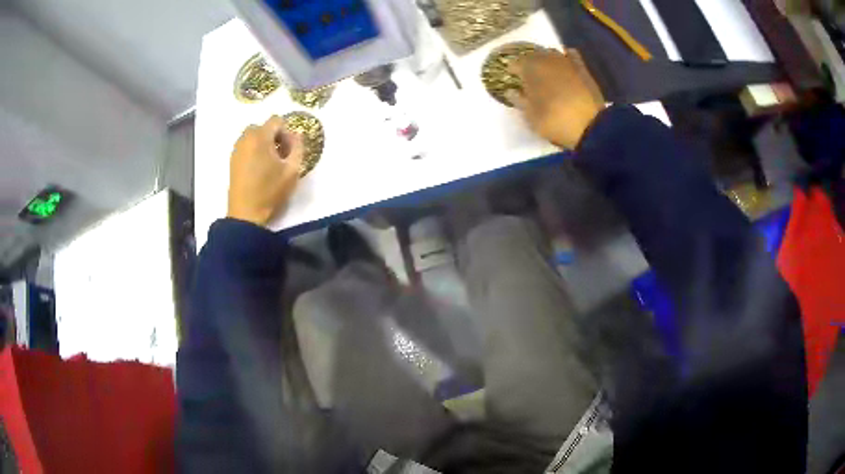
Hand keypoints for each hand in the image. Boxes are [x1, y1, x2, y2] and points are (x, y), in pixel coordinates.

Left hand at [227, 115, 304, 226]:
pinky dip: (254, 150)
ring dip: (263, 143)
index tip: (289, 149)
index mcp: (260, 137)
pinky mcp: (232, 160)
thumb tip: (296, 135)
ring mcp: (237, 149)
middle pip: (263, 127)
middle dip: (274, 136)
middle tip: (281, 155)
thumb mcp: (292, 170)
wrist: (246, 214)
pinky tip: (259, 168)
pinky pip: (246, 146)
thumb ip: (298, 147)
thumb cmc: (270, 191)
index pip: (276, 120)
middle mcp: (246, 138)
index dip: (286, 132)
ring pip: (253, 136)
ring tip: (270, 163)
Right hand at [507, 48, 604, 148]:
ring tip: (545, 71)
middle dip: (528, 63)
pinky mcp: (582, 68)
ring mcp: (566, 62)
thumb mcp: (530, 117)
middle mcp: (546, 59)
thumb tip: (511, 91)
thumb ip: (519, 101)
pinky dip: (565, 58)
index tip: (512, 78)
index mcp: (529, 68)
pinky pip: (571, 56)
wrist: (591, 127)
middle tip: (527, 75)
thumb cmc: (555, 121)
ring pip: (551, 53)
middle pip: (533, 55)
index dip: (512, 71)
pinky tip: (564, 64)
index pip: (515, 63)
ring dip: (546, 60)